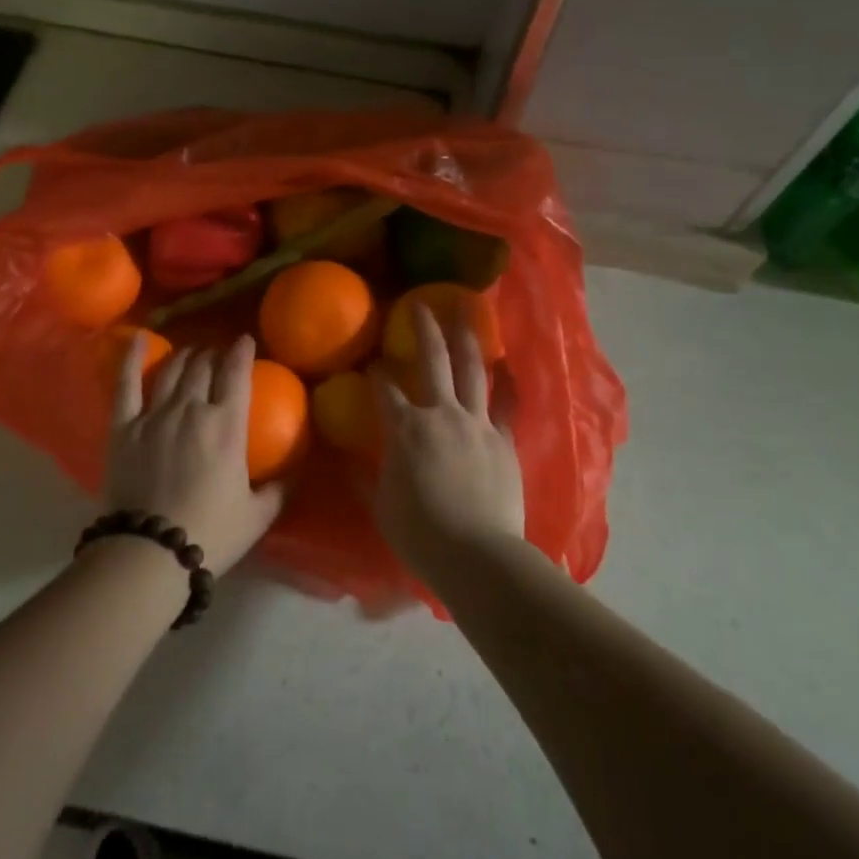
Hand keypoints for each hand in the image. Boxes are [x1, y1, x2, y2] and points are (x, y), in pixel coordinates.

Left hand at [103, 333, 284, 576]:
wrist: (150, 553)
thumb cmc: (210, 534)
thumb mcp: (258, 515)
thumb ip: (279, 488)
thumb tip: (295, 472)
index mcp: (226, 425)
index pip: (236, 374)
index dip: (242, 352)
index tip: (245, 341)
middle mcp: (191, 409)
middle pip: (203, 367)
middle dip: (213, 353)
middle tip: (218, 354)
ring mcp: (154, 415)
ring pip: (172, 370)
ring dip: (185, 356)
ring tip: (191, 353)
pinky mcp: (124, 427)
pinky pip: (127, 384)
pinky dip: (133, 358)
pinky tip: (139, 339)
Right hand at [372, 303, 524, 581]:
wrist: (477, 554)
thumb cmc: (420, 534)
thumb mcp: (382, 506)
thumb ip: (367, 477)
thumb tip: (350, 460)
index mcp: (405, 429)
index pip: (384, 388)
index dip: (376, 372)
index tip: (372, 361)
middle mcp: (441, 414)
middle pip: (432, 361)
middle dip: (424, 330)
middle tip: (422, 305)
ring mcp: (477, 423)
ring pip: (473, 370)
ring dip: (468, 339)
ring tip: (467, 314)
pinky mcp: (504, 439)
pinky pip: (508, 404)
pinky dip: (508, 383)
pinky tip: (508, 366)